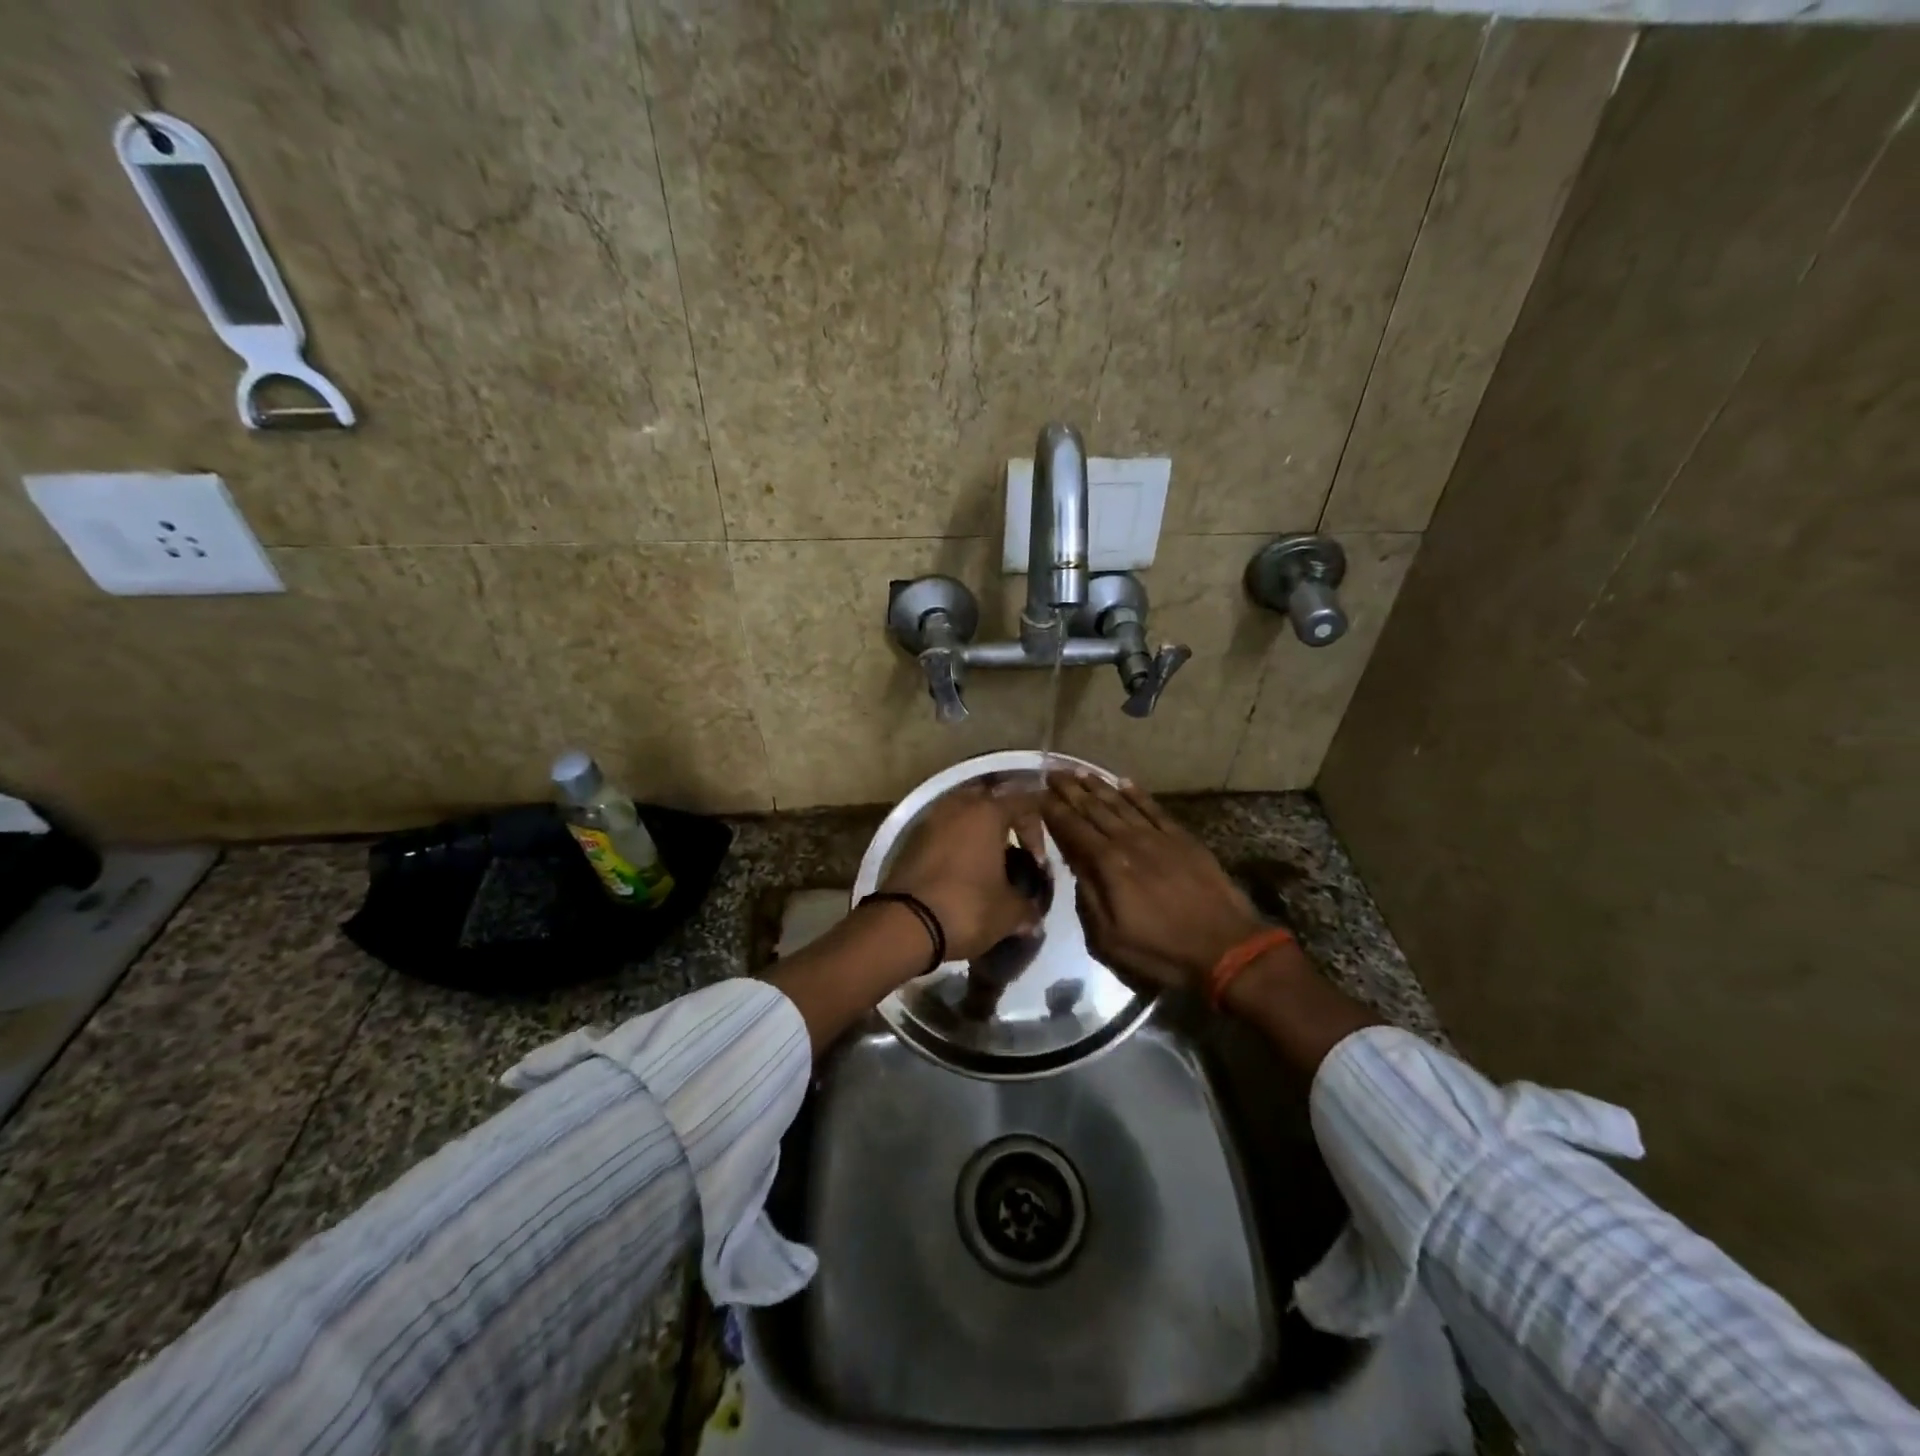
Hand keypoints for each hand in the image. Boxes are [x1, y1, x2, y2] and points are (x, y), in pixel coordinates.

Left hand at [880, 783, 1046, 960]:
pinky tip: (962, 870)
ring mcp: (931, 820)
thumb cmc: (967, 908)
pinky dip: (956, 843)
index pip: (1024, 802)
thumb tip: (1034, 916)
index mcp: (987, 812)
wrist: (904, 924)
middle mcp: (958, 805)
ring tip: (988, 862)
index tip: (1037, 865)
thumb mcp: (1008, 913)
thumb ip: (1027, 907)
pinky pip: (943, 831)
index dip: (1037, 831)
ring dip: (978, 832)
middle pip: (990, 801)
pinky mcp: (911, 839)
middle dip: (1005, 823)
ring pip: (963, 814)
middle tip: (1014, 851)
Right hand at [1040, 774, 1263, 990]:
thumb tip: (1076, 868)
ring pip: (1121, 804)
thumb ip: (1088, 899)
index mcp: (1109, 865)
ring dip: (1098, 786)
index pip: (1074, 829)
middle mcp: (1130, 842)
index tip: (1038, 794)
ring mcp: (1158, 837)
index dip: (1054, 811)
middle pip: (1094, 809)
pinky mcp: (1183, 839)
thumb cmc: (1162, 951)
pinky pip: (1154, 809)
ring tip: (1079, 771)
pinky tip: (1124, 782)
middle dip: (1071, 790)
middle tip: (1053, 772)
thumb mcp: (1109, 939)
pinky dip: (1137, 794)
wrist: (1226, 948)